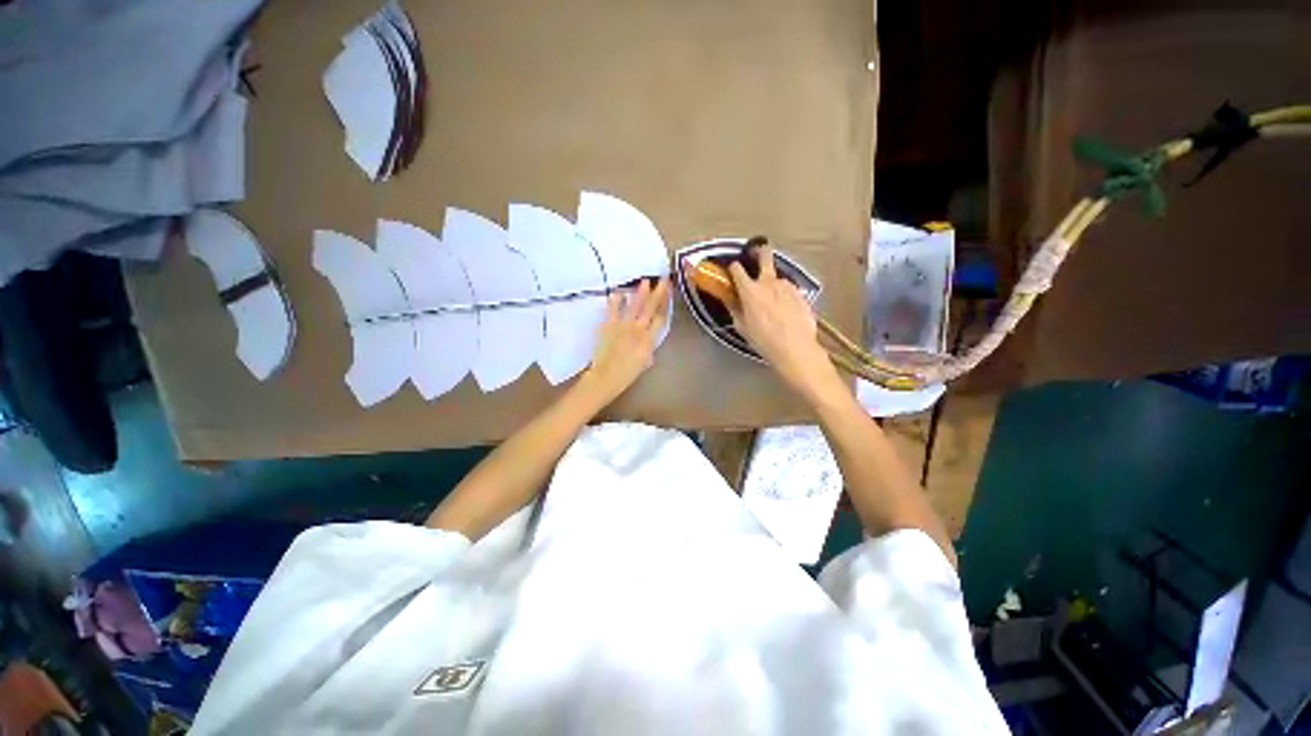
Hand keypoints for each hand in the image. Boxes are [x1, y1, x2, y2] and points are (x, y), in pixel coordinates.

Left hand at [579, 277, 670, 404]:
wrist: (606, 377)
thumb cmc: (627, 374)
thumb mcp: (644, 363)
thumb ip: (648, 349)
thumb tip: (649, 342)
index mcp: (649, 341)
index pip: (661, 318)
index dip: (666, 304)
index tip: (670, 293)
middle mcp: (638, 330)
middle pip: (651, 308)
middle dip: (659, 293)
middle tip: (663, 279)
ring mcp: (622, 326)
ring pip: (634, 306)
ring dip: (640, 293)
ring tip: (645, 282)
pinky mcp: (608, 325)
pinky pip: (613, 309)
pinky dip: (616, 300)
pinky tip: (619, 292)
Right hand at [727, 246, 836, 396]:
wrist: (795, 348)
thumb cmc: (764, 340)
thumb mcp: (742, 327)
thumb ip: (734, 308)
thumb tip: (729, 299)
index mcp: (750, 290)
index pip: (737, 269)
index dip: (733, 268)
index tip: (732, 271)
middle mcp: (769, 282)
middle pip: (764, 255)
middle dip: (759, 251)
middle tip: (755, 253)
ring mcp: (787, 286)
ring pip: (777, 278)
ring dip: (772, 284)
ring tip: (772, 302)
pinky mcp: (800, 293)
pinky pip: (788, 290)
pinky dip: (783, 295)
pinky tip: (784, 310)